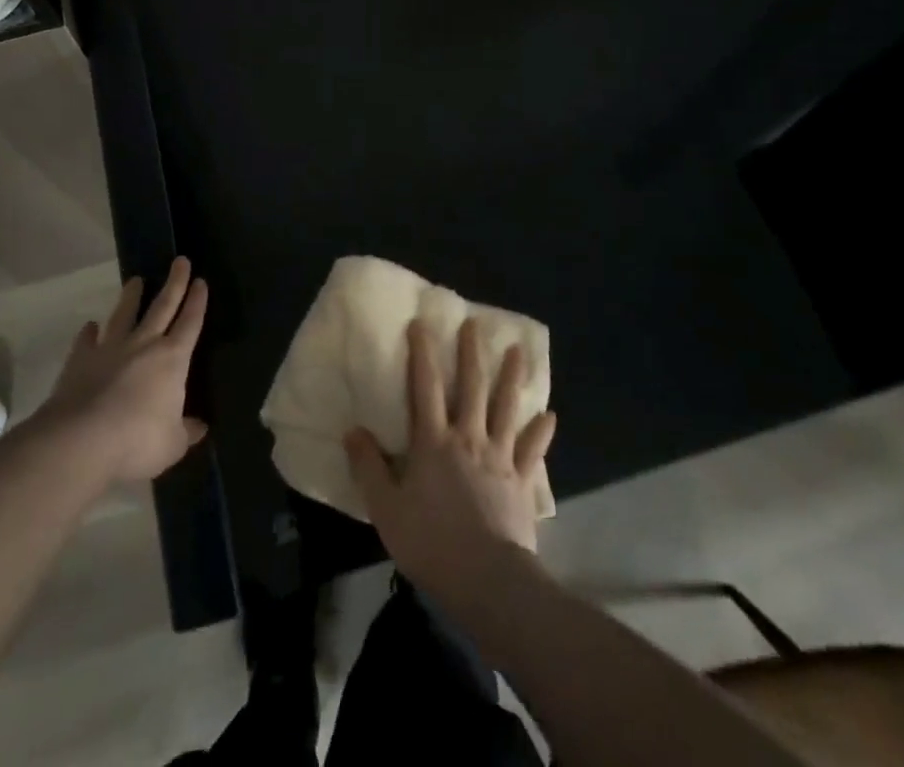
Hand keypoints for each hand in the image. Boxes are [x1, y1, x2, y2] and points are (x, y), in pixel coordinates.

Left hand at [38, 257, 208, 482]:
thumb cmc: (138, 441)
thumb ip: (186, 431)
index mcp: (173, 359)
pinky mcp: (80, 361)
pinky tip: (90, 326)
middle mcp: (143, 345)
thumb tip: (199, 426)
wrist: (81, 440)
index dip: (197, 302)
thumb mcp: (172, 444)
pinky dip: (90, 332)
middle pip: (162, 306)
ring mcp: (109, 349)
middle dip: (174, 283)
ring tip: (135, 280)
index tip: (201, 281)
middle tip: (180, 260)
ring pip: (124, 314)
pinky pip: (86, 340)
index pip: (190, 323)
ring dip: (131, 297)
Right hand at [345, 318, 556, 595]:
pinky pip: (533, 451)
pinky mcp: (522, 482)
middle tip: (475, 324)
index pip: (426, 387)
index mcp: (433, 442)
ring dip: (512, 378)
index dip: (422, 353)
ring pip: (507, 408)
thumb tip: (352, 430)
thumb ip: (368, 467)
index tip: (421, 323)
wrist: (486, 580)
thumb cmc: (431, 542)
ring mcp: (500, 458)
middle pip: (472, 387)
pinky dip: (541, 432)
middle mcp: (468, 438)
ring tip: (519, 351)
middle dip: (472, 353)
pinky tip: (550, 416)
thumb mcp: (386, 508)